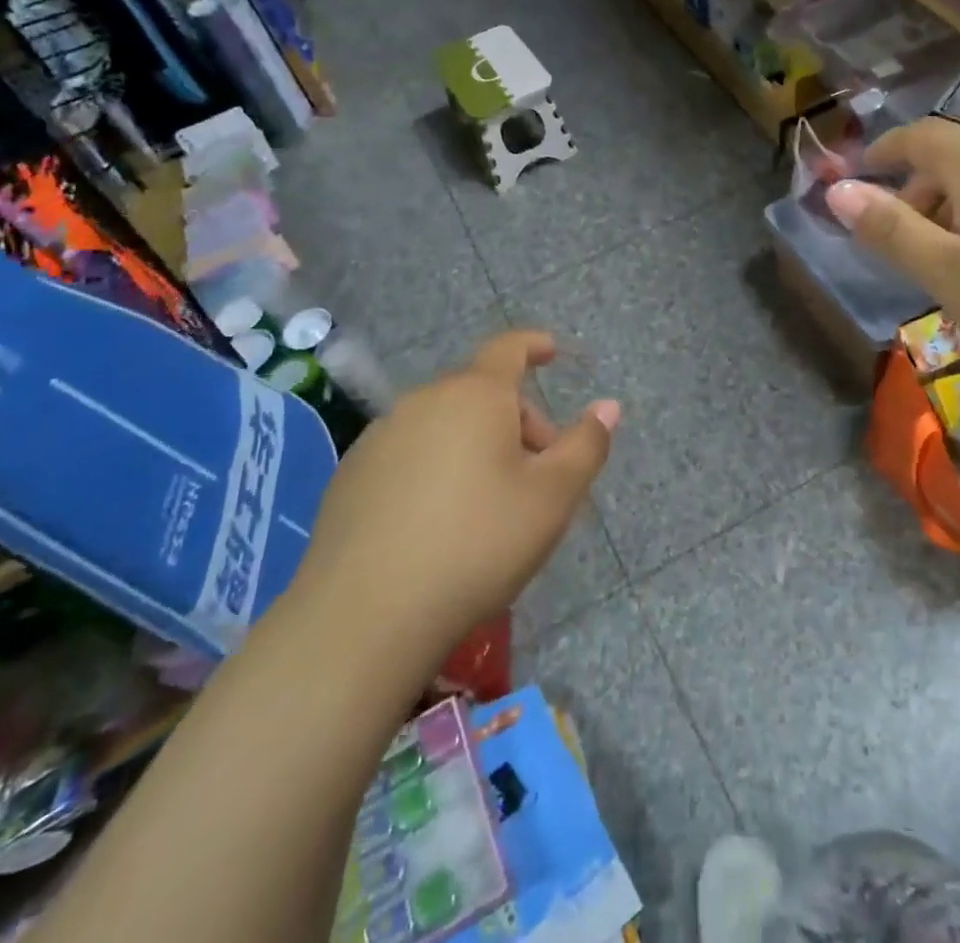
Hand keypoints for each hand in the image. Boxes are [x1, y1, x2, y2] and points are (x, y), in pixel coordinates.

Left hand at [292, 332, 618, 654]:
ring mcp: (380, 436)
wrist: (365, 614)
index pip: (509, 349)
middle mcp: (424, 401)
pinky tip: (436, 525)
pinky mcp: (350, 475)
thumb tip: (608, 406)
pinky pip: (409, 454)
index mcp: (475, 395)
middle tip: (538, 478)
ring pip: (444, 426)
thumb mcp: (552, 498)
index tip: (552, 352)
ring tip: (488, 508)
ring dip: (475, 447)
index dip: (534, 346)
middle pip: (481, 395)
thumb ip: (586, 445)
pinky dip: (433, 470)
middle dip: (517, 423)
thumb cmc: (477, 544)